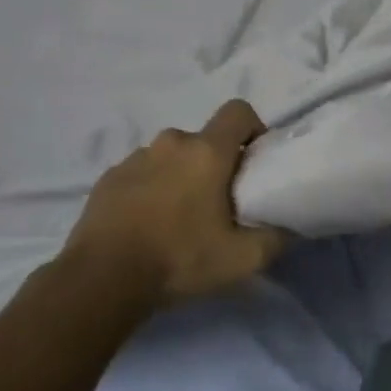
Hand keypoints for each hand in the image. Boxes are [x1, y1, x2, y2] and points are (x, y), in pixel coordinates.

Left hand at [62, 100, 287, 307]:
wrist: (102, 279)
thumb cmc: (179, 259)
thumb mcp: (242, 259)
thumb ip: (275, 238)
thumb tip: (288, 227)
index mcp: (206, 152)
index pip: (238, 111)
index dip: (253, 129)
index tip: (254, 162)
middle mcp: (171, 143)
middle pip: (204, 140)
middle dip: (216, 163)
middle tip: (219, 203)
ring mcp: (134, 158)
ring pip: (171, 157)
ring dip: (180, 176)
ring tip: (179, 218)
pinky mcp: (108, 178)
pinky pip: (141, 174)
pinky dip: (150, 190)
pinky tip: (147, 225)